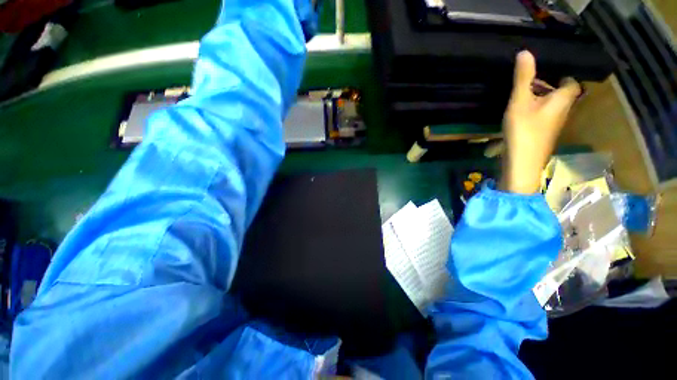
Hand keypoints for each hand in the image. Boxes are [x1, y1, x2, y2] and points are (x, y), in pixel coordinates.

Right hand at [500, 51, 581, 193]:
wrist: (522, 163)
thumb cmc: (524, 130)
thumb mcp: (521, 102)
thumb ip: (523, 78)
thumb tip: (525, 51)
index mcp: (563, 99)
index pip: (572, 81)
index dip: (563, 73)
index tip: (548, 68)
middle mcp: (563, 111)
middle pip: (561, 93)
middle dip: (548, 85)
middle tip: (529, 78)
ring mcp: (553, 125)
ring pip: (551, 105)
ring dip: (540, 98)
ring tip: (522, 94)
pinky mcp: (543, 134)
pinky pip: (542, 116)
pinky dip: (534, 110)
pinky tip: (520, 112)